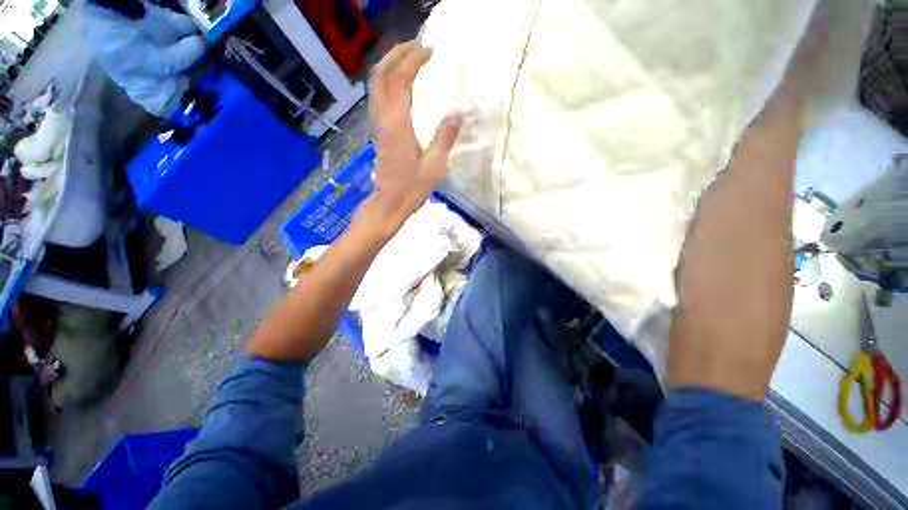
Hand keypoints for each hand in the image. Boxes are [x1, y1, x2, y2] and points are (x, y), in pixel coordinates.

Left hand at [356, 41, 461, 237]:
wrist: (389, 203)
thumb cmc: (412, 188)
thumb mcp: (435, 166)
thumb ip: (445, 138)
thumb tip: (458, 114)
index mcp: (398, 125)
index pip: (401, 80)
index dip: (414, 61)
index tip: (431, 53)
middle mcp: (384, 119)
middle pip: (381, 75)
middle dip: (397, 54)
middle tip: (417, 47)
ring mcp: (379, 126)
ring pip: (376, 85)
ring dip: (390, 66)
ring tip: (409, 59)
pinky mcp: (380, 133)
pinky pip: (379, 98)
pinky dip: (388, 82)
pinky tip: (402, 85)